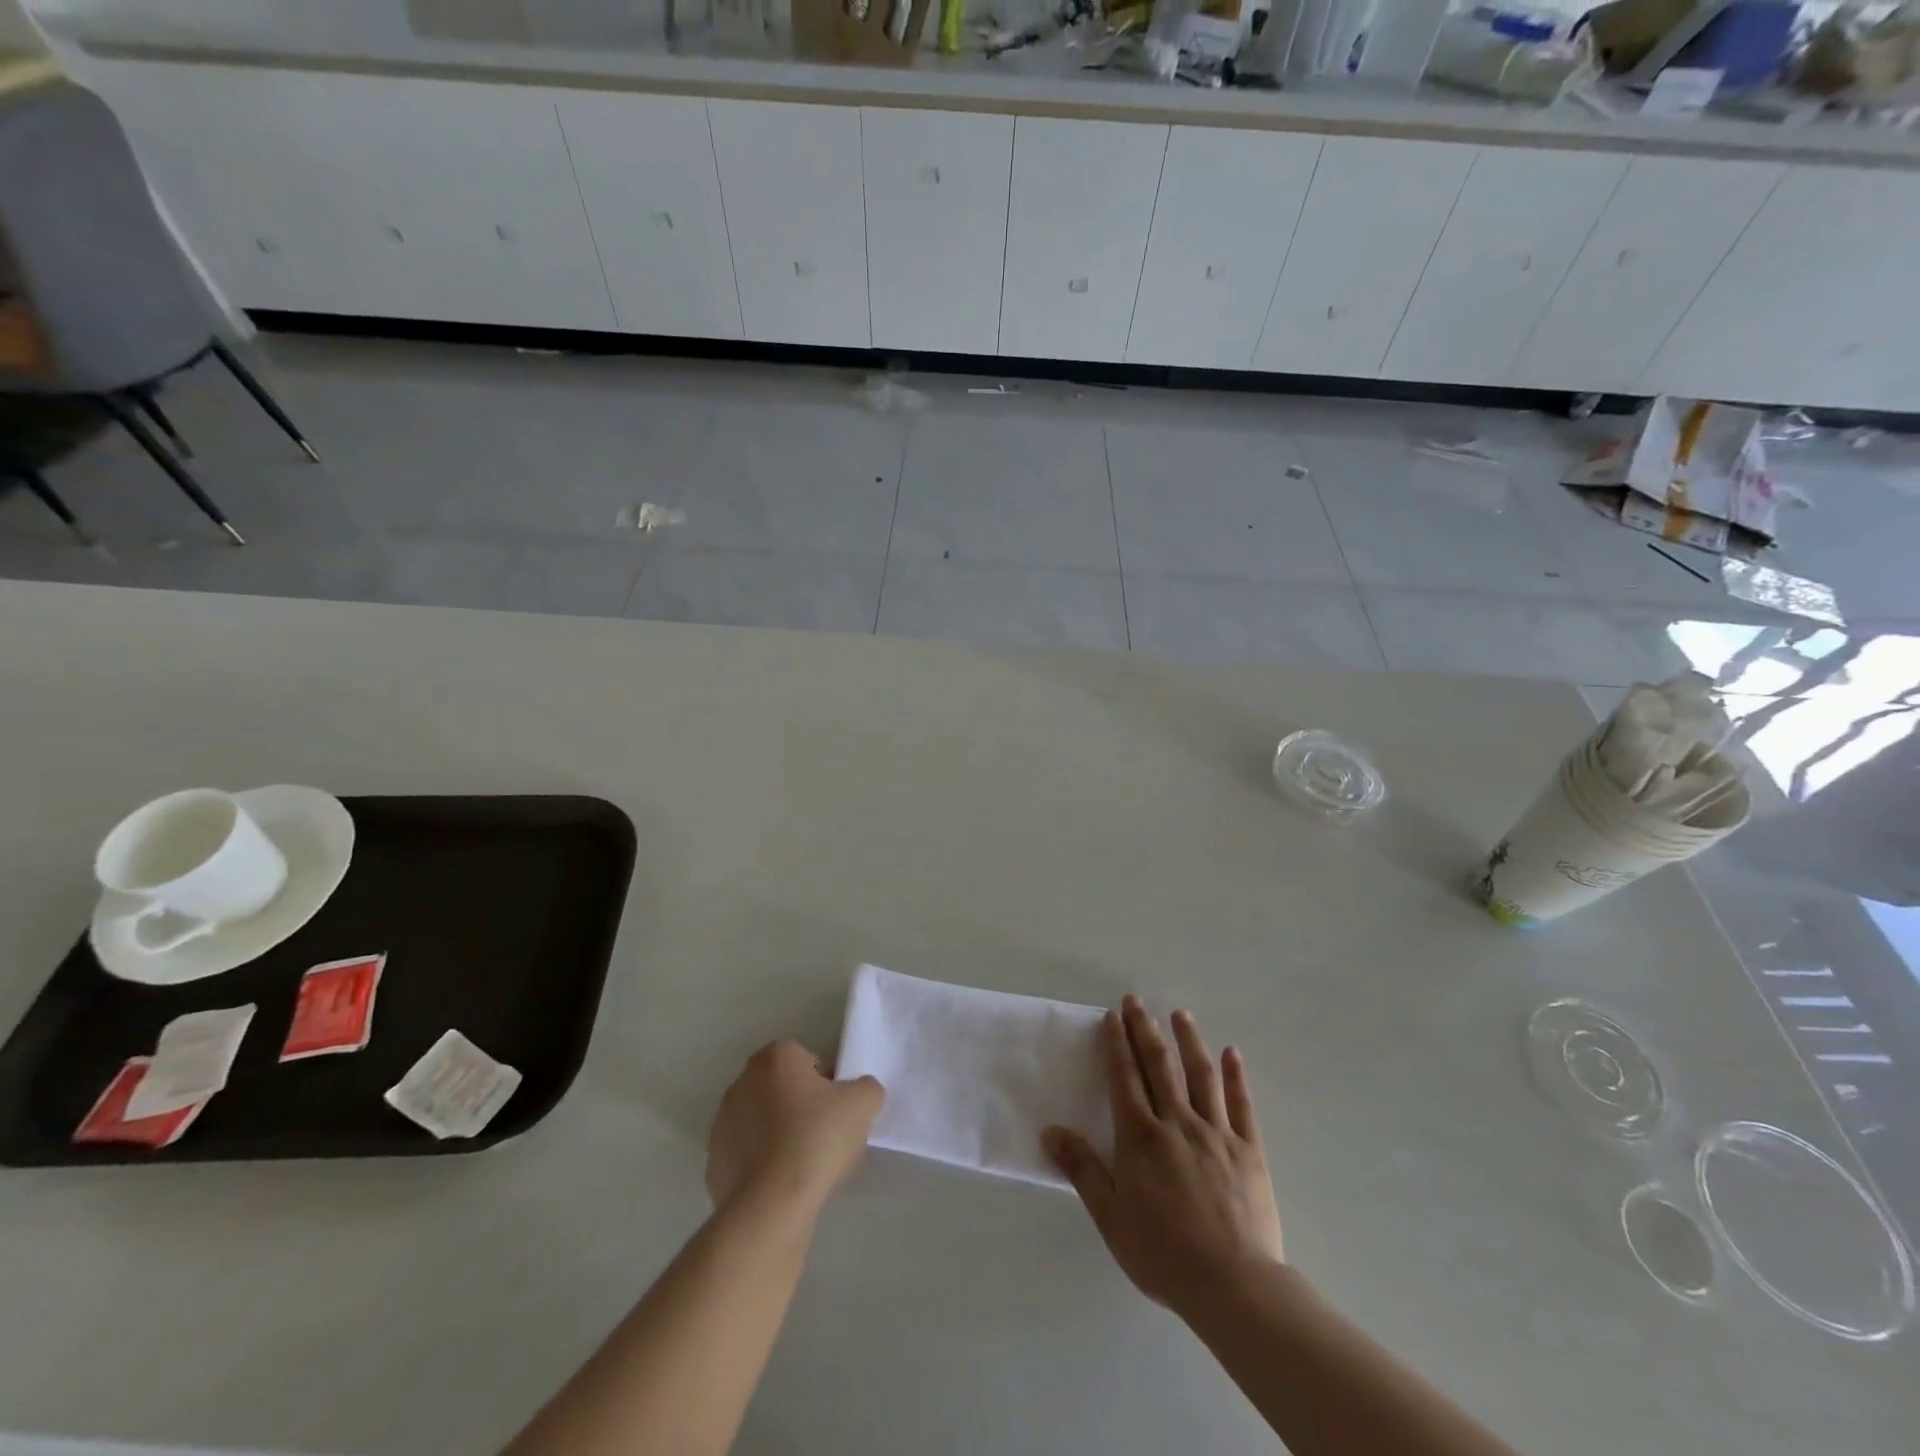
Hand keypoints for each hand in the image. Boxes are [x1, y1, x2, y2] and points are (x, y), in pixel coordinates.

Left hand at [705, 1041, 883, 1217]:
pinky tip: (780, 1183)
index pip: (809, 1060)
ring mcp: (722, 1120)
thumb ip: (866, 1088)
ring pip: (762, 1120)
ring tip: (803, 1164)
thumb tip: (860, 1094)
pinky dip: (761, 1162)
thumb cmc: (817, 1138)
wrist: (772, 1203)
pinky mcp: (713, 1159)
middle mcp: (743, 1079)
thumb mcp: (863, 1103)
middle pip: (783, 1087)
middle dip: (801, 1106)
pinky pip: (746, 1153)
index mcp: (776, 1057)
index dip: (828, 1084)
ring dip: (779, 1133)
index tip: (837, 1110)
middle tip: (824, 1135)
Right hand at [1044, 997, 1283, 1315]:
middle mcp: (1177, 1123)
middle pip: (1159, 1066)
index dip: (1117, 1044)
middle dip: (1145, 1030)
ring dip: (1189, 1040)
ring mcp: (1216, 1133)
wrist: (1233, 1286)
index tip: (1112, 1016)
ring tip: (1181, 1014)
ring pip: (1201, 1075)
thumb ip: (1082, 1168)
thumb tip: (1050, 1130)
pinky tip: (1232, 1053)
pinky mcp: (1248, 1150)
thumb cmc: (1163, 1253)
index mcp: (1141, 1137)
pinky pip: (1241, 1105)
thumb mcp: (1110, 1215)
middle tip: (1136, 1000)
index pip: (1124, 1078)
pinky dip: (1236, 1076)